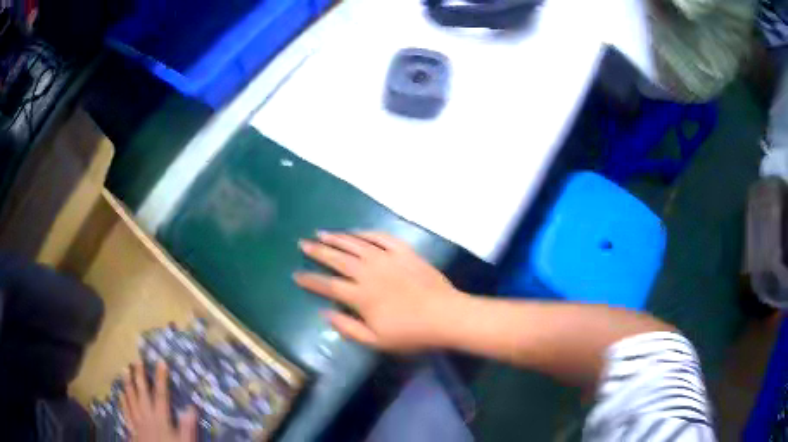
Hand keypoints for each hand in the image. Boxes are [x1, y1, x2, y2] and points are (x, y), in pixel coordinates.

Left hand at [121, 361, 196, 441]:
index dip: (161, 378)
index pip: (161, 395)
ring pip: (131, 400)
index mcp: (160, 419)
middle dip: (139, 377)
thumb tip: (191, 407)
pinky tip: (120, 395)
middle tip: (136, 360)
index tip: (160, 362)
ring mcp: (137, 422)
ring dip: (128, 385)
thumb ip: (186, 426)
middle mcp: (146, 416)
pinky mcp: (132, 429)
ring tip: (124, 370)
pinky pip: (126, 413)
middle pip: (142, 394)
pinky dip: (123, 402)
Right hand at [294, 231, 466, 350]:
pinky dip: (366, 233)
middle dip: (318, 251)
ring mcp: (387, 259)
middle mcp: (370, 272)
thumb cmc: (411, 333)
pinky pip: (381, 237)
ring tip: (322, 233)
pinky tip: (356, 231)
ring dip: (337, 237)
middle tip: (303, 243)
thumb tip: (324, 313)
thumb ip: (347, 328)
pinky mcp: (404, 252)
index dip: (310, 280)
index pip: (328, 285)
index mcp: (361, 296)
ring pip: (356, 244)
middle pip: (338, 259)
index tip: (296, 274)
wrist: (446, 316)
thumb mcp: (376, 341)